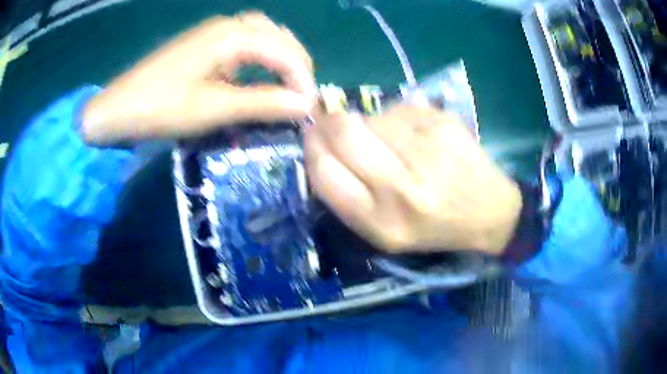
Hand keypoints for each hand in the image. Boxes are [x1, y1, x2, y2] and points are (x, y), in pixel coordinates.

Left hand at [82, 11, 315, 144]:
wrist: (118, 108)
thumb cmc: (161, 108)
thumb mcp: (213, 108)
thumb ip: (261, 102)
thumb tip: (305, 105)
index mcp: (231, 35)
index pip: (284, 50)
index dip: (302, 78)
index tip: (311, 108)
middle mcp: (228, 25)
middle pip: (277, 35)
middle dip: (296, 63)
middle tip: (301, 95)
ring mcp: (214, 31)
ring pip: (262, 33)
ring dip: (280, 55)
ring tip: (287, 82)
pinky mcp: (204, 41)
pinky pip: (244, 40)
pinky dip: (260, 55)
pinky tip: (258, 72)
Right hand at [305, 104, 522, 255]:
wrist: (489, 213)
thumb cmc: (433, 228)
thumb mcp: (384, 233)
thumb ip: (348, 197)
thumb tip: (322, 146)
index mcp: (380, 223)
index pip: (324, 173)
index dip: (312, 149)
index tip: (313, 138)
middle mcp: (401, 188)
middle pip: (344, 133)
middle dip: (330, 123)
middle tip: (334, 123)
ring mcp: (426, 151)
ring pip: (372, 117)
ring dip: (370, 124)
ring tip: (390, 140)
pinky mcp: (443, 125)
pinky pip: (400, 109)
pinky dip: (397, 118)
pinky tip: (415, 135)